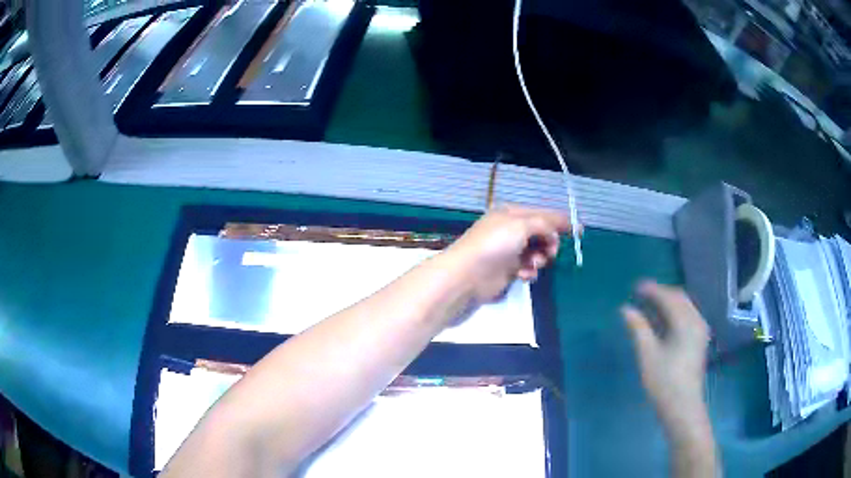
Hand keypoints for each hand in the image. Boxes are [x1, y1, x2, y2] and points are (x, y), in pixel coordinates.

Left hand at [444, 205, 576, 302]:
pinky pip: (528, 268)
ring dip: (539, 259)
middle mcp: (511, 230)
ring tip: (532, 265)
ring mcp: (509, 250)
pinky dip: (529, 271)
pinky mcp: (507, 270)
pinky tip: (524, 275)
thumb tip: (560, 226)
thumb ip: (545, 223)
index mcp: (512, 213)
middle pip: (541, 234)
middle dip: (549, 243)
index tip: (580, 231)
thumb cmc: (495, 244)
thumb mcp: (522, 225)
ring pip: (537, 252)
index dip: (561, 221)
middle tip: (550, 251)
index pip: (542, 214)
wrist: (469, 274)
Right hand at [622, 281, 709, 426]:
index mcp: (686, 322)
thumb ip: (638, 328)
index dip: (651, 290)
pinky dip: (674, 313)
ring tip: (648, 307)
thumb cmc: (664, 382)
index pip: (668, 297)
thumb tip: (625, 309)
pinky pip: (687, 316)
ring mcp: (700, 330)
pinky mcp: (699, 340)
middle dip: (660, 293)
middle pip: (679, 298)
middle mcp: (697, 320)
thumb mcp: (647, 355)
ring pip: (684, 306)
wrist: (683, 407)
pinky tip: (662, 321)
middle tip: (640, 295)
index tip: (634, 288)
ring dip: (667, 302)